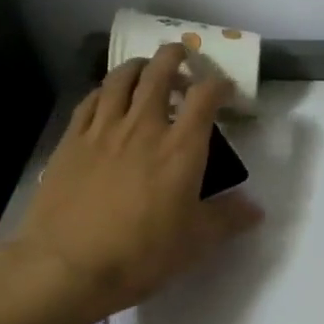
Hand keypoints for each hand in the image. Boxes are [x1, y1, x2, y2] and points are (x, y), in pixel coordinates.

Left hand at [8, 44, 262, 320]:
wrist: (67, 266)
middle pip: (159, 73)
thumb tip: (256, 209)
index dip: (218, 84)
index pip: (205, 97)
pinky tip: (106, 97)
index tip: (224, 88)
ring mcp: (103, 130)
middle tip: (182, 57)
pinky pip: (90, 100)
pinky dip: (104, 90)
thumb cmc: (141, 255)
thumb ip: (228, 219)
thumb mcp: (195, 243)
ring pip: (121, 78)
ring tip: (145, 68)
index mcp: (181, 148)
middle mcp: (143, 127)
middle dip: (174, 57)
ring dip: (138, 66)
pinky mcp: (71, 140)